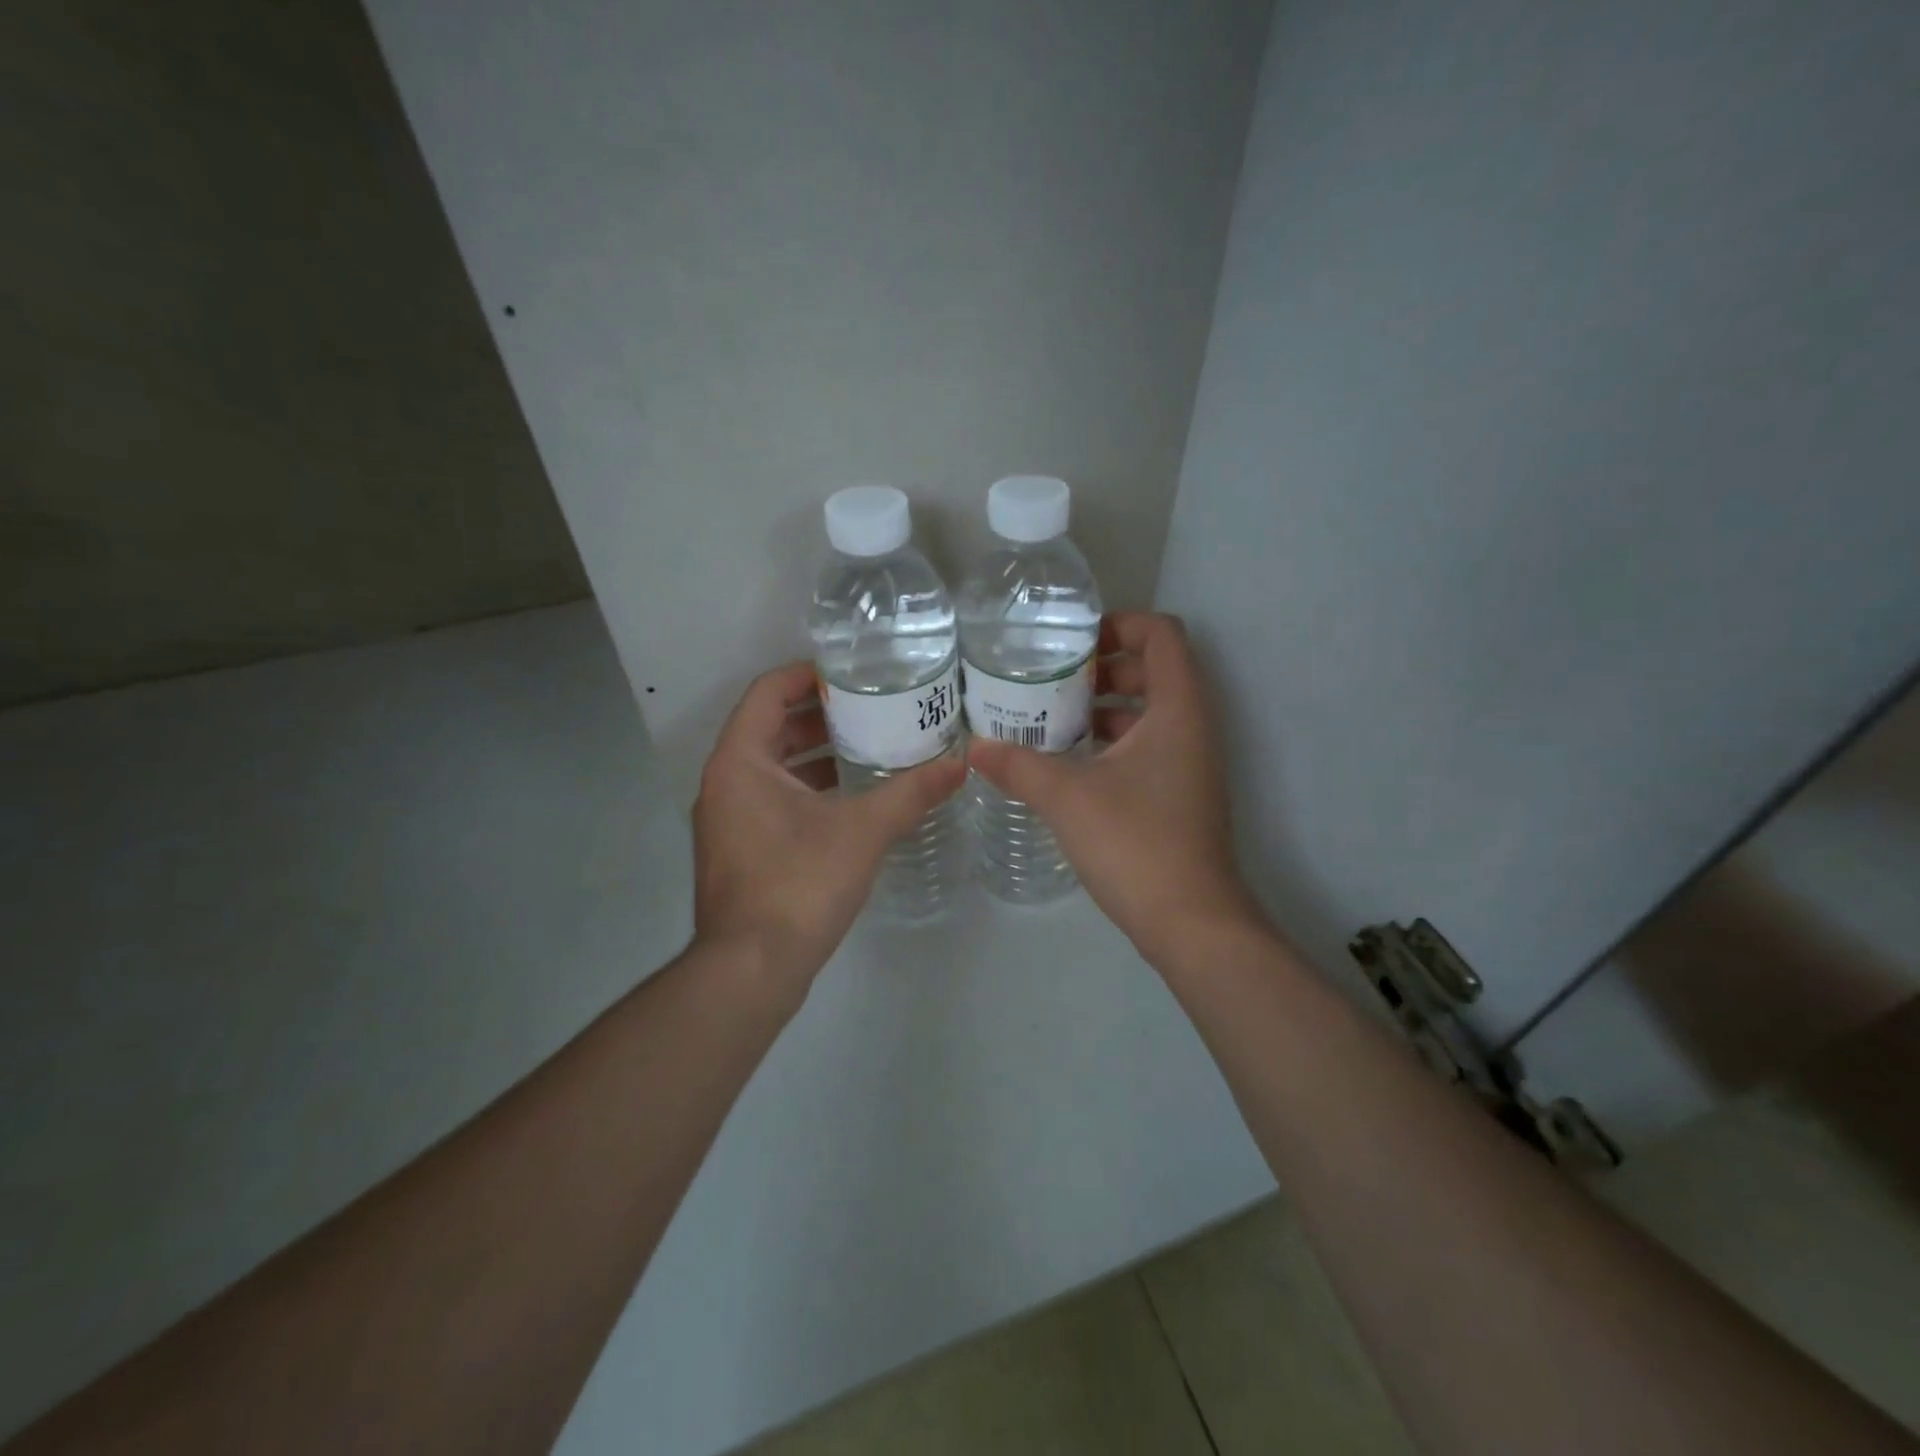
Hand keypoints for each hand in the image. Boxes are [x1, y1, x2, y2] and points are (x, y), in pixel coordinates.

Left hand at [693, 662, 966, 995]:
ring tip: (870, 747)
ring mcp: (727, 819)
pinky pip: (772, 798)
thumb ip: (911, 793)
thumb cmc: (798, 884)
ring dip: (816, 754)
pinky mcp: (740, 849)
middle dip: (819, 715)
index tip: (852, 675)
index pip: (767, 692)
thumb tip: (960, 765)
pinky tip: (851, 800)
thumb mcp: (862, 831)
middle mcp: (724, 782)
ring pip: (772, 766)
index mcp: (740, 762)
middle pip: (769, 727)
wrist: (750, 969)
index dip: (807, 675)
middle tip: (872, 708)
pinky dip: (808, 788)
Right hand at [969, 612, 1259, 962]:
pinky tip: (1070, 764)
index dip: (1120, 625)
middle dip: (1103, 668)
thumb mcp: (1067, 797)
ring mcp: (1190, 764)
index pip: (1162, 634)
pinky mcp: (1180, 795)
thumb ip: (1019, 765)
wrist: (1190, 922)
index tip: (1072, 645)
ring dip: (1105, 708)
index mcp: (1177, 710)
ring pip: (1149, 713)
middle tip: (1052, 682)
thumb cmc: (1135, 843)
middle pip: (1154, 670)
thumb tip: (973, 748)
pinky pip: (1148, 747)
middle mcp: (1192, 728)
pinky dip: (1112, 743)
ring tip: (1051, 719)